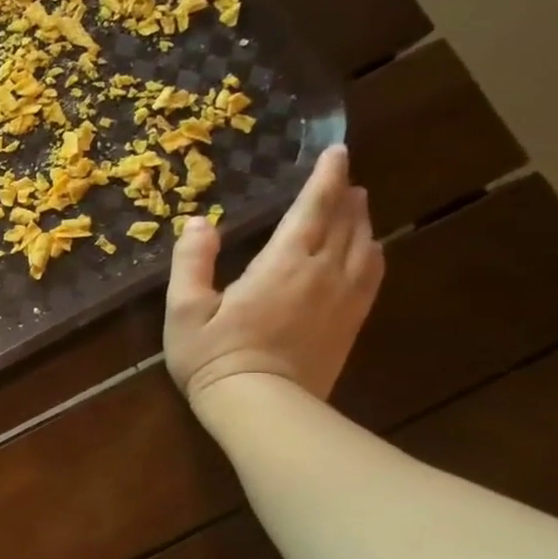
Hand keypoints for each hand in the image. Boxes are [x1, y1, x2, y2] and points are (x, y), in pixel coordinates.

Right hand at [164, 144, 382, 407]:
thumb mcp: (184, 309)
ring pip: (365, 246)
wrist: (262, 406)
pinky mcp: (352, 323)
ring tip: (356, 207)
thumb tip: (197, 223)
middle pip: (346, 223)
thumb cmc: (214, 356)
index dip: (325, 179)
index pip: (313, 209)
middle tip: (342, 177)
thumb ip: (192, 262)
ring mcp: (344, 299)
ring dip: (362, 221)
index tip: (335, 152)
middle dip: (344, 195)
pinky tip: (368, 251)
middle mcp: (324, 273)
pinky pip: (373, 275)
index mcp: (284, 264)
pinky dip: (372, 252)